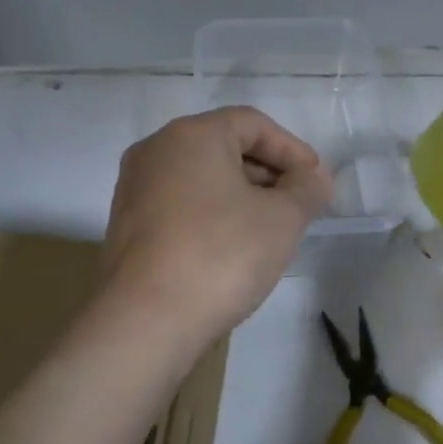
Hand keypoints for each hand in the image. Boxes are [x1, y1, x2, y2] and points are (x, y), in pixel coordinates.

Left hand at [100, 107, 333, 344]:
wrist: (146, 319)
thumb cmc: (220, 255)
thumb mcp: (281, 220)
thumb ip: (307, 189)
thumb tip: (314, 177)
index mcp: (191, 135)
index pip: (253, 124)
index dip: (292, 149)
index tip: (315, 182)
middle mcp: (155, 151)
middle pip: (223, 147)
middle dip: (267, 174)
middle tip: (297, 207)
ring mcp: (134, 189)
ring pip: (200, 179)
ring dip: (240, 197)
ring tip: (269, 231)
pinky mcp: (127, 225)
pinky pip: (179, 205)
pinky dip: (211, 215)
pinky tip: (230, 249)